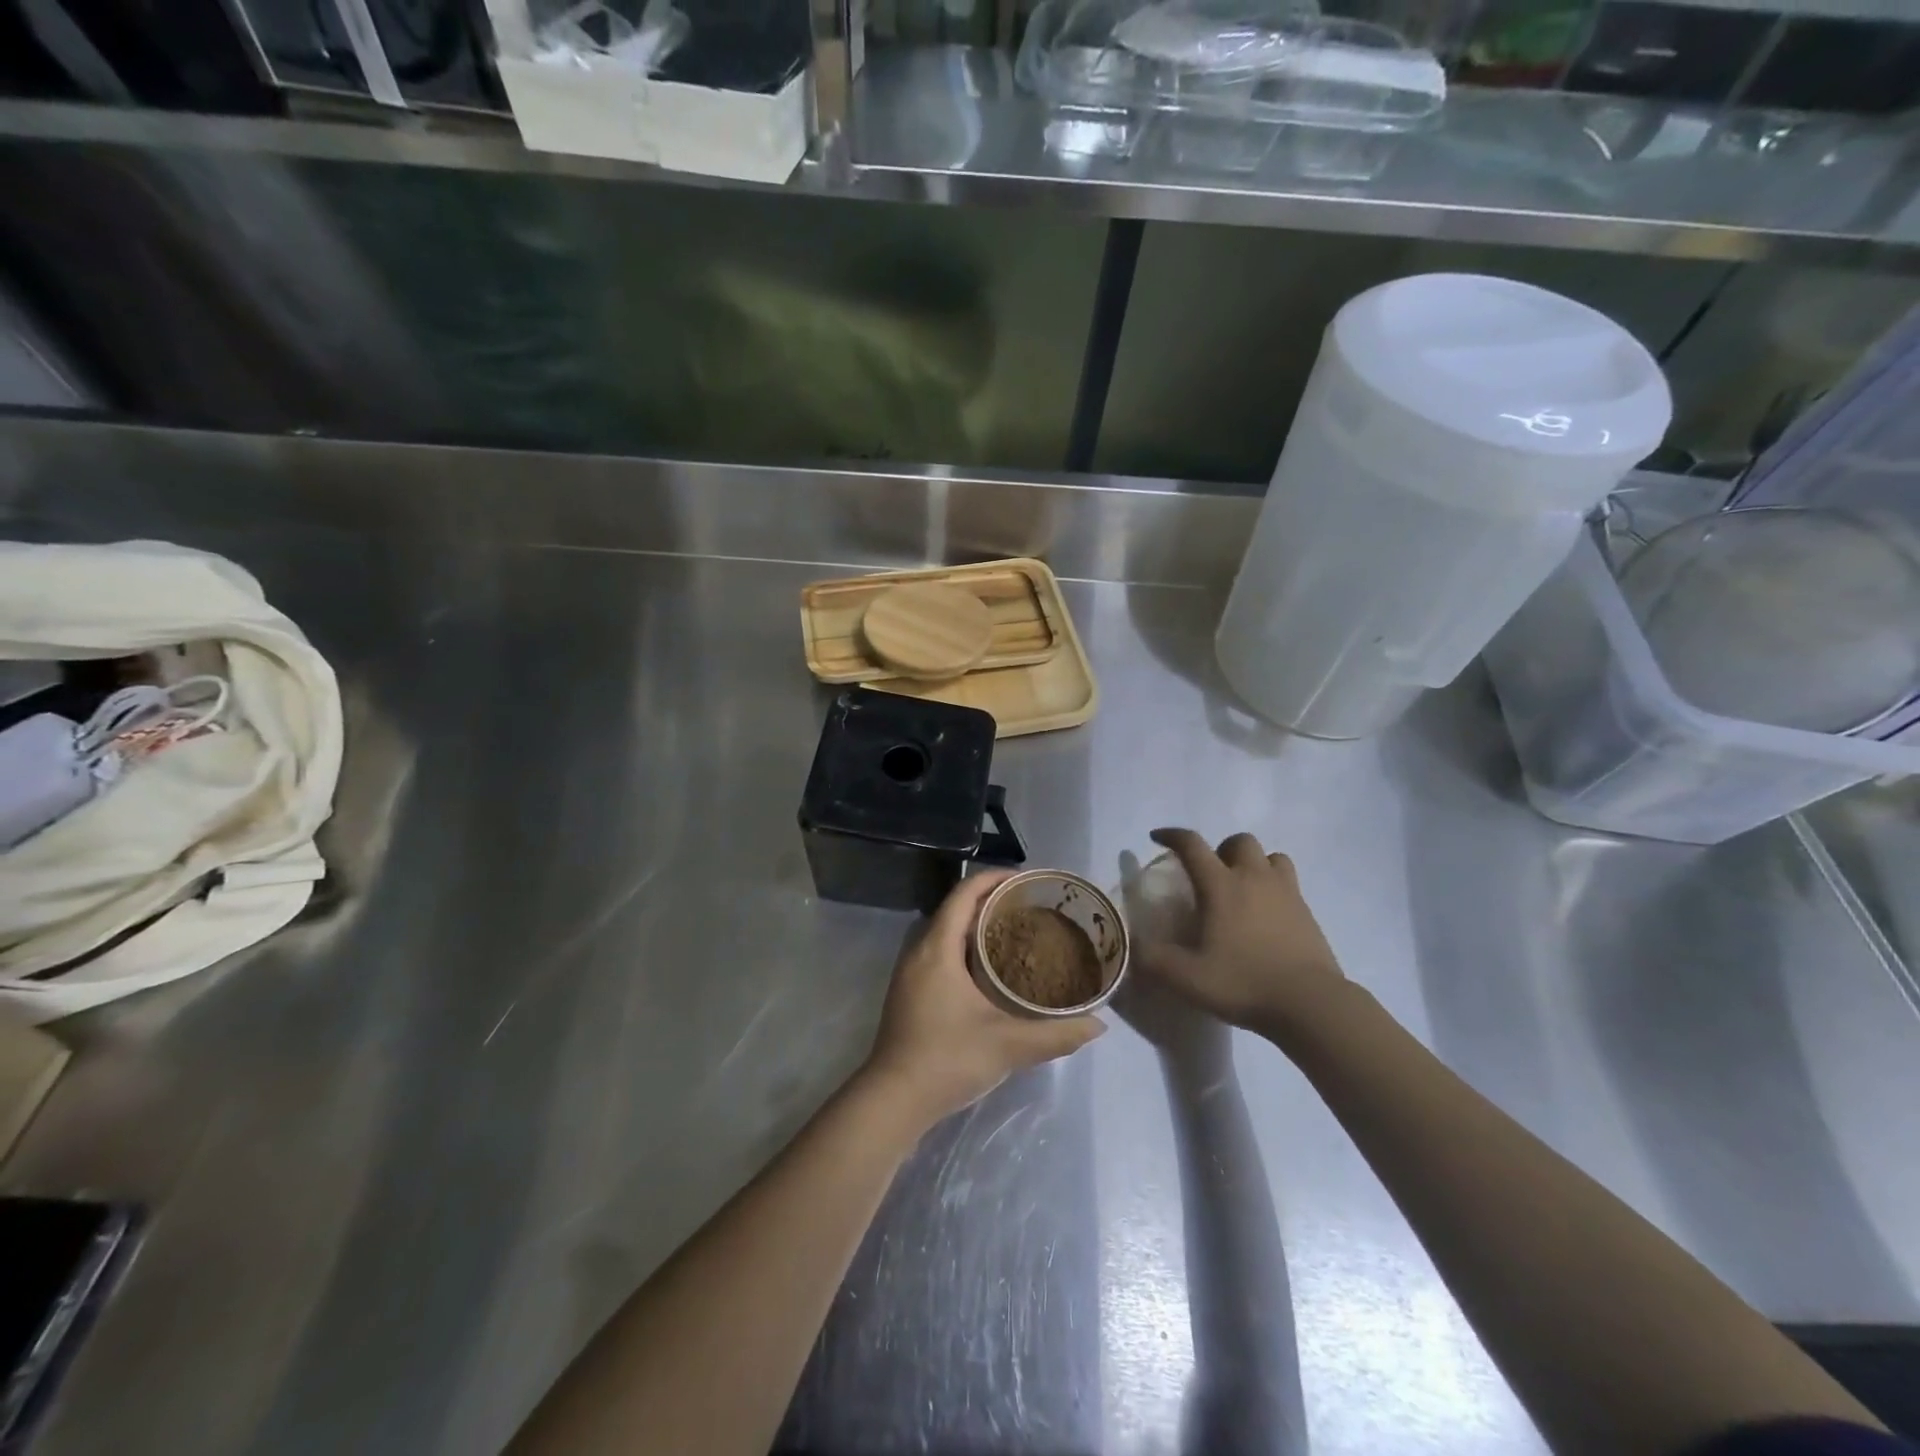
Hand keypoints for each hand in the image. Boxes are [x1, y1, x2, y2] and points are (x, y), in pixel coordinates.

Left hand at [860, 870, 1104, 1127]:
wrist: (893, 1100)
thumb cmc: (947, 1059)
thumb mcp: (1008, 1045)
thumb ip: (1056, 1034)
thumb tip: (1098, 1025)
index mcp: (938, 947)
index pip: (965, 893)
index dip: (995, 879)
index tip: (1028, 881)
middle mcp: (920, 950)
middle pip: (956, 908)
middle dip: (992, 900)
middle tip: (1032, 908)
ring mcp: (911, 972)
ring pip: (947, 931)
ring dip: (978, 925)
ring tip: (1017, 933)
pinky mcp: (910, 992)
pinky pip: (941, 952)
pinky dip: (966, 947)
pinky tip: (992, 970)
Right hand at [1138, 829, 1346, 1038]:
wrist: (1311, 1004)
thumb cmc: (1243, 983)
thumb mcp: (1185, 977)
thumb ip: (1152, 959)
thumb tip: (1131, 944)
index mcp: (1221, 886)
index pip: (1192, 845)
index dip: (1171, 835)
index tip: (1158, 838)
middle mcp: (1254, 879)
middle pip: (1240, 841)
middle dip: (1221, 849)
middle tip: (1209, 875)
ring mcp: (1286, 893)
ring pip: (1271, 857)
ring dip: (1254, 864)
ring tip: (1242, 889)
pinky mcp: (1307, 913)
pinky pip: (1289, 883)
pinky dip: (1274, 888)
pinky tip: (1265, 916)